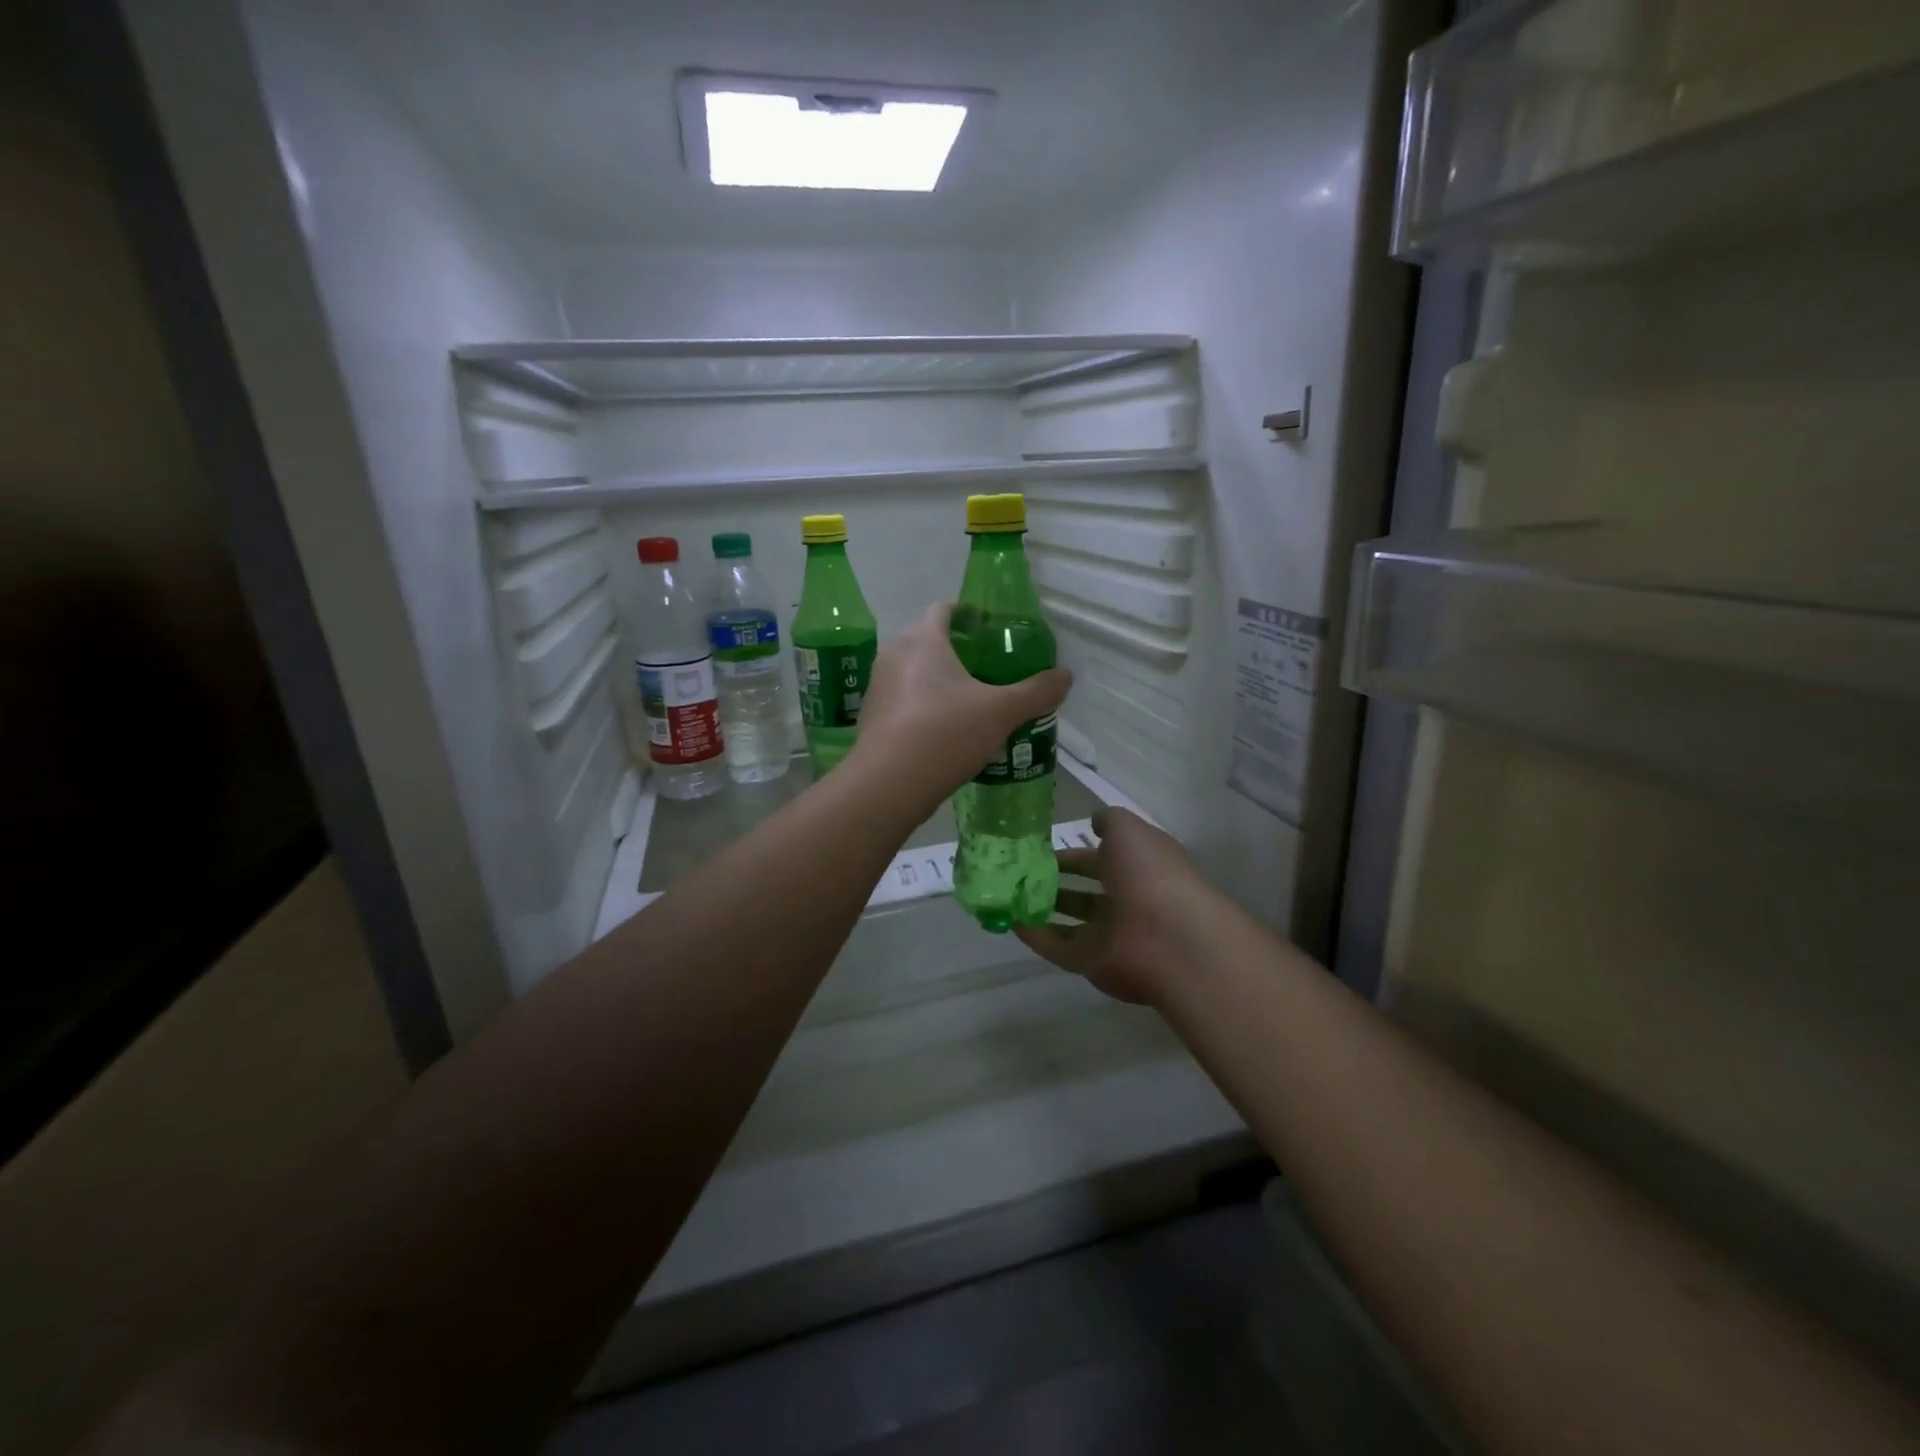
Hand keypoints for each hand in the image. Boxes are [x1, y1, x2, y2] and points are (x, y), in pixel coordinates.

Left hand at [849, 603, 1070, 812]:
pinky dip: (922, 706)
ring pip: (913, 672)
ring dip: (938, 681)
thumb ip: (1036, 692)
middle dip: (956, 651)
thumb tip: (1065, 676)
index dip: (969, 615)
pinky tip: (944, 731)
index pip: (944, 609)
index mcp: (923, 639)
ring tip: (969, 702)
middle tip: (988, 670)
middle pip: (927, 639)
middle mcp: (894, 654)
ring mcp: (878, 687)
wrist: (888, 784)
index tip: (991, 631)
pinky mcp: (871, 717)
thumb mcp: (1001, 712)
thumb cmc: (945, 733)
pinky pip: (902, 700)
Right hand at [1014, 808, 1214, 1005]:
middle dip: (1056, 881)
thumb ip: (1109, 822)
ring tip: (1008, 894)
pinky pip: (1057, 947)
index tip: (1041, 848)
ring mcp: (1110, 935)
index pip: (1104, 858)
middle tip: (1019, 871)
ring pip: (1071, 920)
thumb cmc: (1150, 874)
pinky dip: (1035, 935)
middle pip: (1087, 892)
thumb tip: (1095, 821)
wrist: (1169, 939)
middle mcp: (1127, 901)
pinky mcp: (1092, 963)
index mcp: (1141, 868)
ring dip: (1042, 908)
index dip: (1075, 852)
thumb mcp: (1129, 831)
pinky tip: (1010, 920)